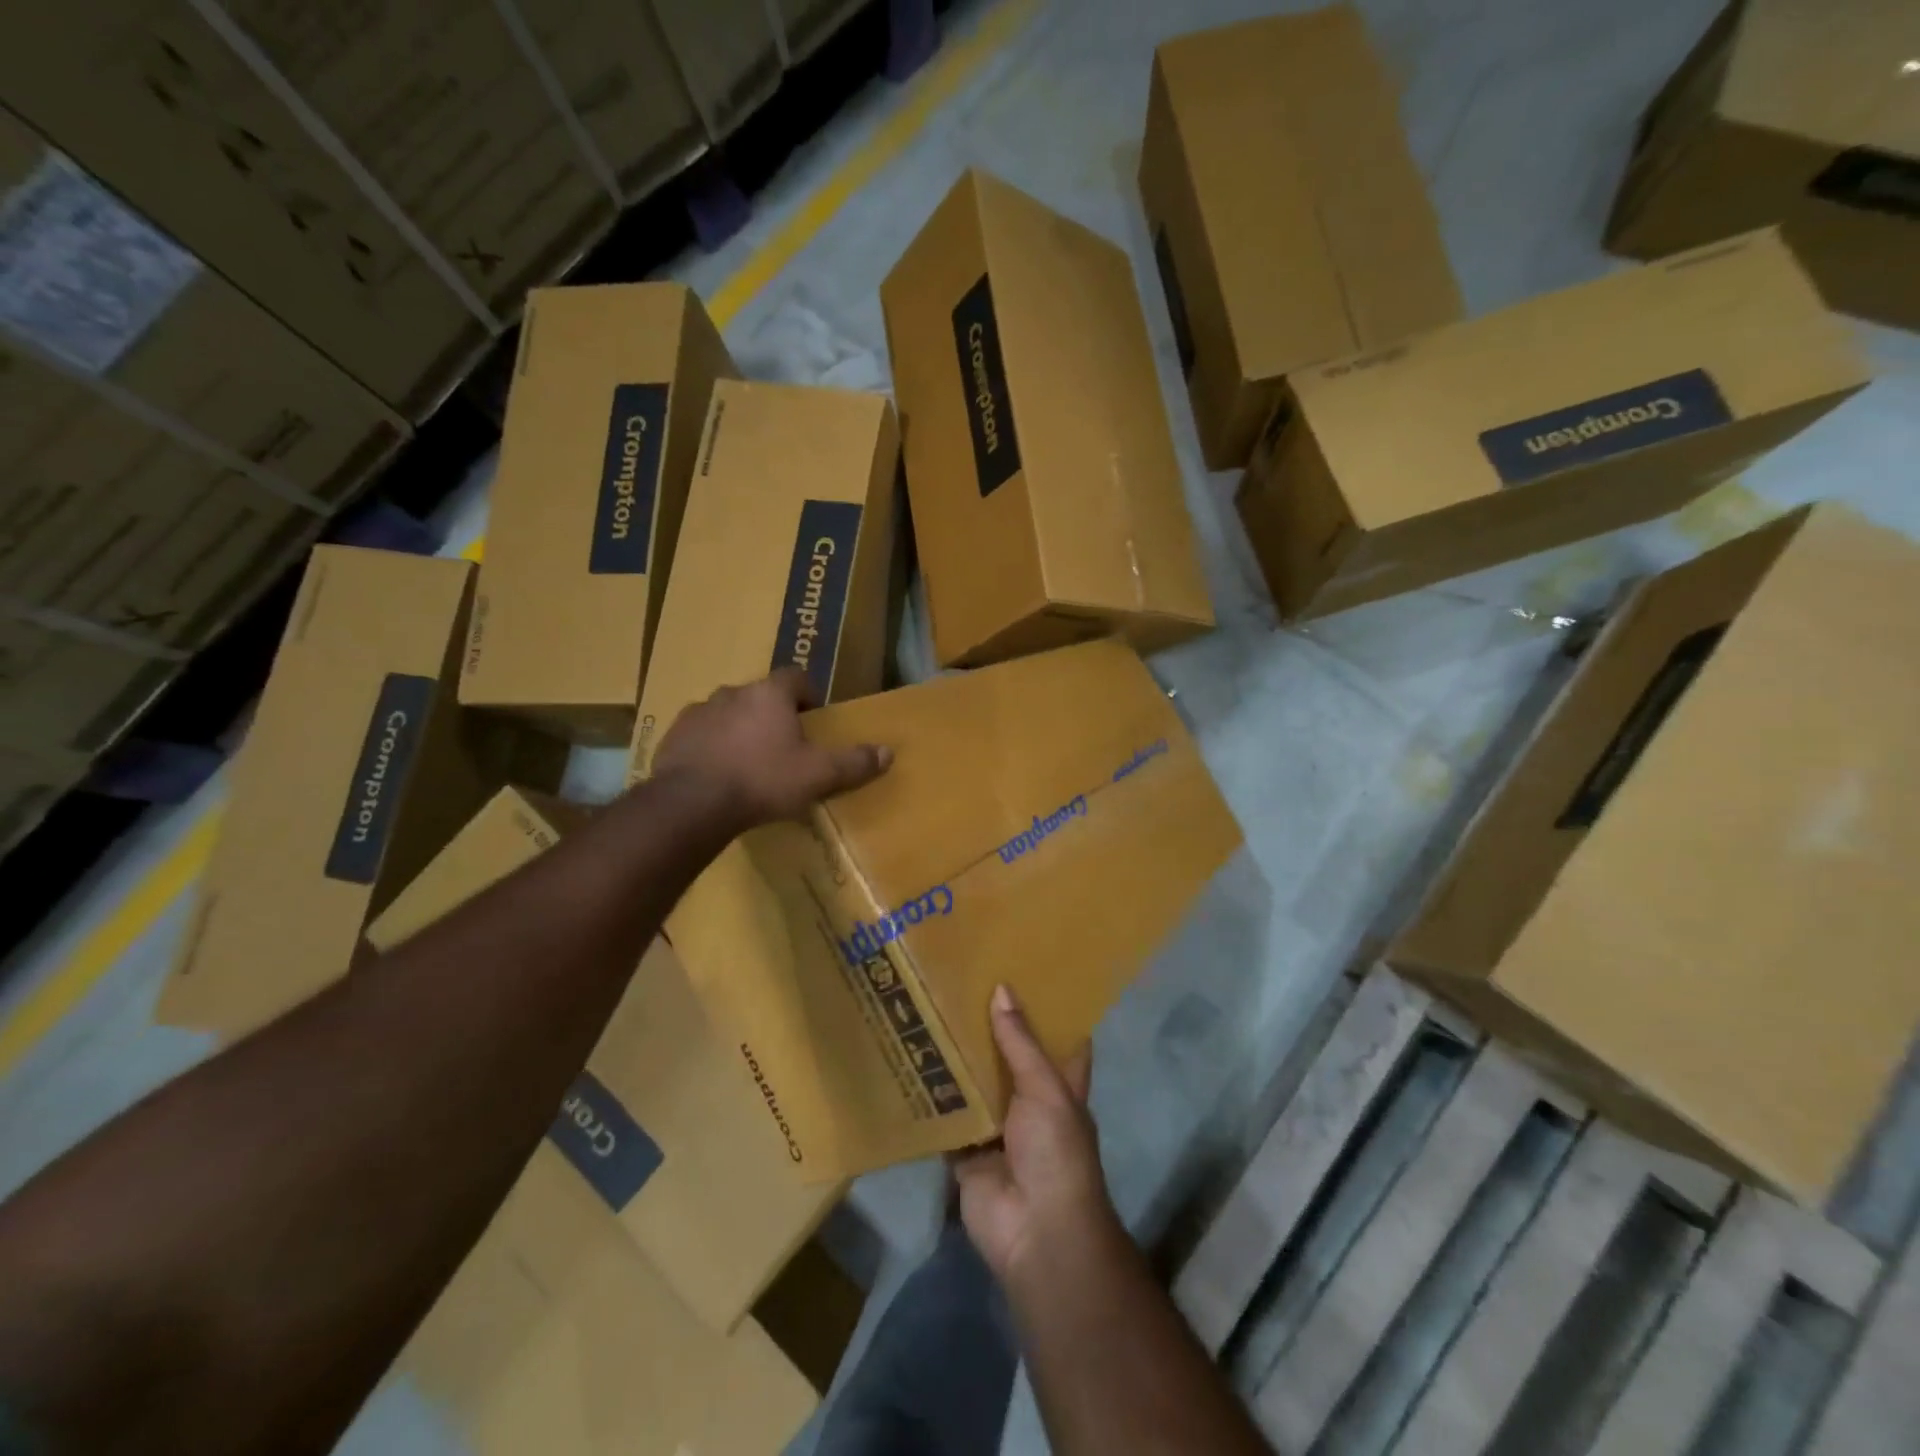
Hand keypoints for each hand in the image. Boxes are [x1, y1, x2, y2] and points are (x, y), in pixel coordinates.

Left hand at [651, 668, 891, 829]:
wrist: (692, 803)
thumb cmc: (763, 780)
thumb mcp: (818, 775)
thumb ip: (853, 762)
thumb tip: (889, 752)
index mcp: (770, 693)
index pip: (796, 677)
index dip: (808, 694)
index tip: (813, 718)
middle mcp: (733, 692)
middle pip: (760, 695)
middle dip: (772, 715)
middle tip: (783, 746)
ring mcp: (698, 711)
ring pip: (727, 713)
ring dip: (739, 729)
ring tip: (748, 763)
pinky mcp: (673, 735)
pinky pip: (700, 734)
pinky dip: (711, 746)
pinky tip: (717, 774)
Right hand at [951, 985, 1118, 1284]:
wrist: (1036, 1233)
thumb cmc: (1056, 1153)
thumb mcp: (1046, 1090)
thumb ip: (1021, 1043)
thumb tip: (1002, 989)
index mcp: (1059, 1086)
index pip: (1058, 1039)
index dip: (1046, 1008)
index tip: (1024, 970)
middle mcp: (1028, 1101)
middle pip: (1008, 1056)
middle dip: (989, 1027)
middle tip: (960, 982)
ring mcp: (996, 1127)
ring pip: (974, 1083)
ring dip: (956, 1057)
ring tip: (928, 1008)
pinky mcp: (965, 1151)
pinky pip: (945, 1117)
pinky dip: (929, 1097)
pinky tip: (906, 1060)